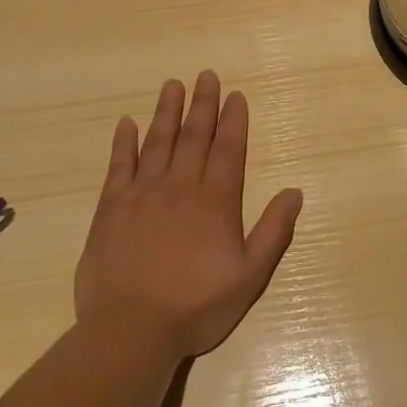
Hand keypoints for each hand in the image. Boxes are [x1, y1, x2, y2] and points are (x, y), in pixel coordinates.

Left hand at [75, 72, 302, 357]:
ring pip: (158, 142)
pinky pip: (119, 166)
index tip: (234, 95)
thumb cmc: (196, 306)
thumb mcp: (249, 276)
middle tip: (206, 75)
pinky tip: (126, 123)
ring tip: (173, 85)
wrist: (131, 331)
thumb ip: (273, 231)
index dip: (233, 120)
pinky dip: (123, 142)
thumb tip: (294, 192)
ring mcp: (143, 194)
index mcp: (216, 201)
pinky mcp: (111, 208)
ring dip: (167, 112)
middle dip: (202, 104)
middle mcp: (181, 186)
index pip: (228, 149)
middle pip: (194, 136)